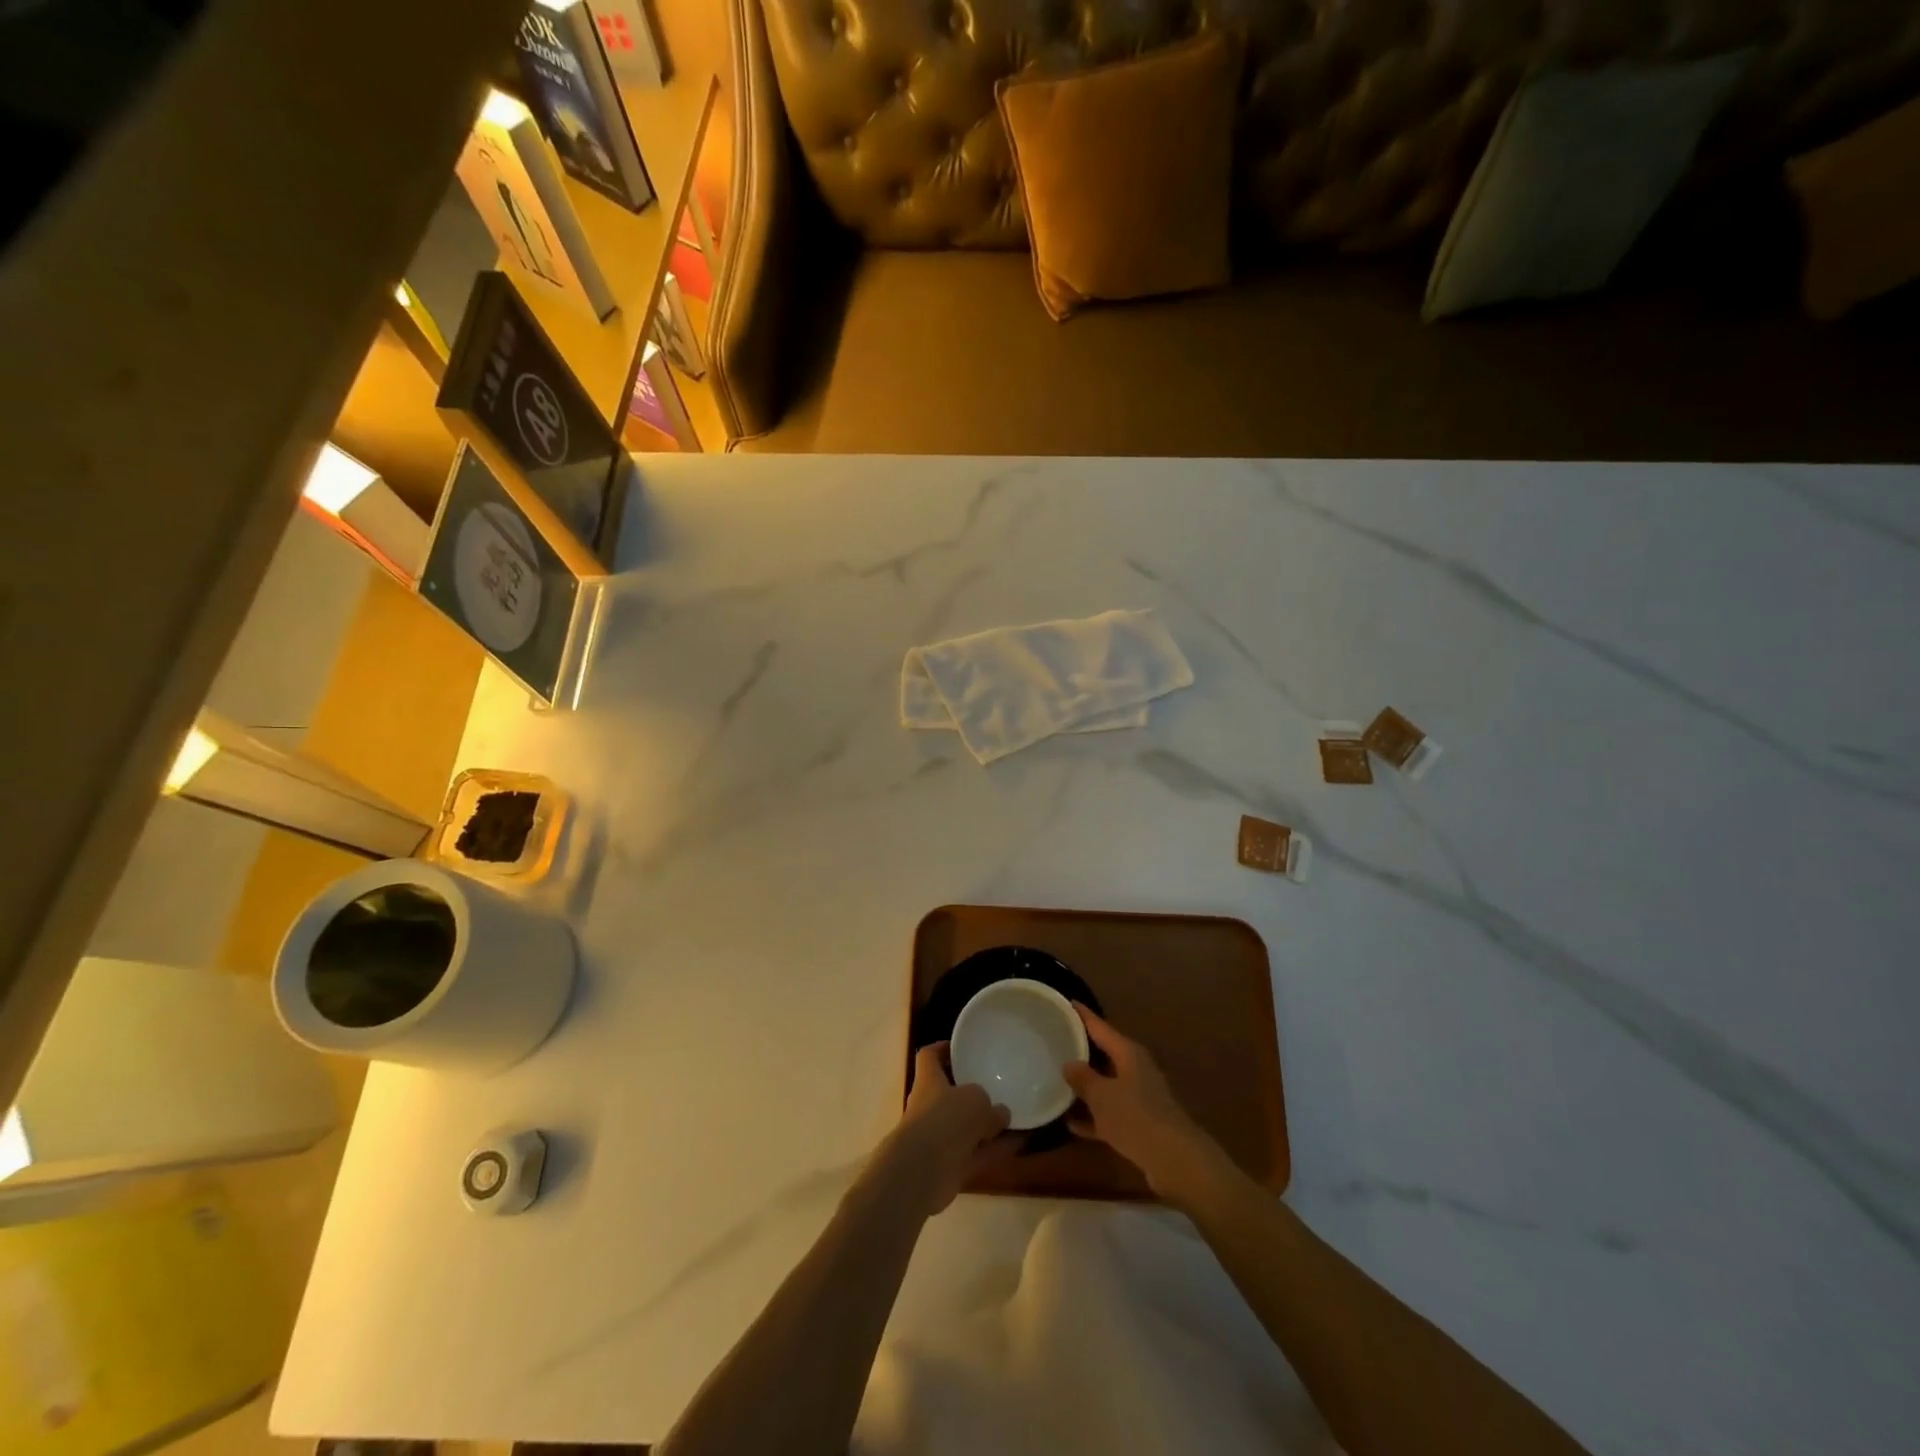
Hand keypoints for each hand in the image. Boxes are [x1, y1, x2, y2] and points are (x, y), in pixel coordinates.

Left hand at [884, 1043, 1015, 1216]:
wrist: (922, 1171)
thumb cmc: (945, 1119)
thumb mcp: (975, 1100)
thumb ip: (990, 1105)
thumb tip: (1000, 1113)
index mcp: (929, 1081)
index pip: (929, 1056)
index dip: (942, 1049)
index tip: (960, 1048)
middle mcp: (930, 1107)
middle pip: (949, 1094)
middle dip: (971, 1093)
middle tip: (996, 1087)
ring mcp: (938, 1138)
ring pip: (966, 1127)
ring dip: (988, 1126)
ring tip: (1015, 1117)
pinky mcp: (949, 1166)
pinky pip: (977, 1153)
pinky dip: (996, 1149)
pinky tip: (1020, 1144)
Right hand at [1064, 1004, 1223, 1202]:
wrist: (1175, 1160)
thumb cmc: (1136, 1117)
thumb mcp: (1102, 1096)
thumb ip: (1083, 1078)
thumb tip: (1069, 1063)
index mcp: (1128, 1053)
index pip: (1100, 1026)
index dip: (1083, 1015)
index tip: (1066, 1002)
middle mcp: (1135, 1069)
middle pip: (1104, 1053)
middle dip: (1081, 1049)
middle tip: (1055, 1041)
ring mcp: (1139, 1097)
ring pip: (1106, 1085)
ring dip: (1085, 1086)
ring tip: (1056, 1081)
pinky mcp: (1139, 1123)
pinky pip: (1110, 1113)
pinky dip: (1093, 1116)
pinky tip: (1070, 1123)